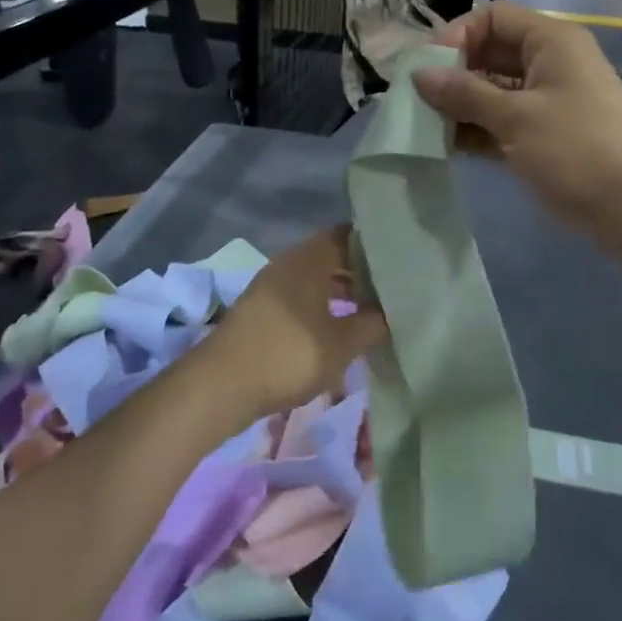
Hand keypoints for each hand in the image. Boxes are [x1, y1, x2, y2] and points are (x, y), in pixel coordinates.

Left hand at [205, 228, 386, 417]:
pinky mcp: (261, 309)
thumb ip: (371, 324)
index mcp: (309, 259)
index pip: (347, 235)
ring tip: (370, 311)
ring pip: (315, 279)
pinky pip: (300, 296)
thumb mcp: (341, 344)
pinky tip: (337, 328)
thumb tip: (391, 311)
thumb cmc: (289, 354)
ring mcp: (271, 286)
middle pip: (331, 257)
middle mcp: (288, 263)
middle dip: (360, 272)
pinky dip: (321, 306)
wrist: (222, 385)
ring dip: (341, 292)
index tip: (399, 258)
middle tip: (391, 288)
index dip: (373, 244)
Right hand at [412, 2, 621, 247]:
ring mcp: (546, 101)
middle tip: (418, 100)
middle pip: (490, 53)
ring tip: (424, 126)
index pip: (494, 17)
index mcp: (551, 42)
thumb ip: (464, 94)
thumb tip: (419, 74)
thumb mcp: (516, 117)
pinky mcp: (542, 135)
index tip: (431, 68)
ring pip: (492, 91)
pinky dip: (476, 130)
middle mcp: (548, 63)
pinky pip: (500, 121)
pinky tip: (445, 146)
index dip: (459, 35)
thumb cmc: (575, 149)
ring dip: (459, 105)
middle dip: (453, 74)